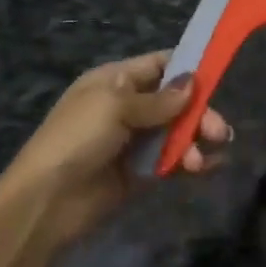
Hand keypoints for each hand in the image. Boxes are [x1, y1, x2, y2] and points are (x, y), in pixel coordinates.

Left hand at [4, 51, 229, 243]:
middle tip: (218, 131)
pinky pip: (174, 161)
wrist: (47, 201)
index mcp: (115, 81)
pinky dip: (193, 161)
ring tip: (198, 161)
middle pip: (176, 102)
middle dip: (199, 113)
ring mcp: (135, 142)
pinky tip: (207, 167)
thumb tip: (191, 83)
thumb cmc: (76, 138)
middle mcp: (128, 107)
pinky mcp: (141, 173)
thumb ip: (157, 99)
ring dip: (196, 141)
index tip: (218, 77)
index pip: (159, 65)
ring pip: (178, 132)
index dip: (188, 68)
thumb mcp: (114, 106)